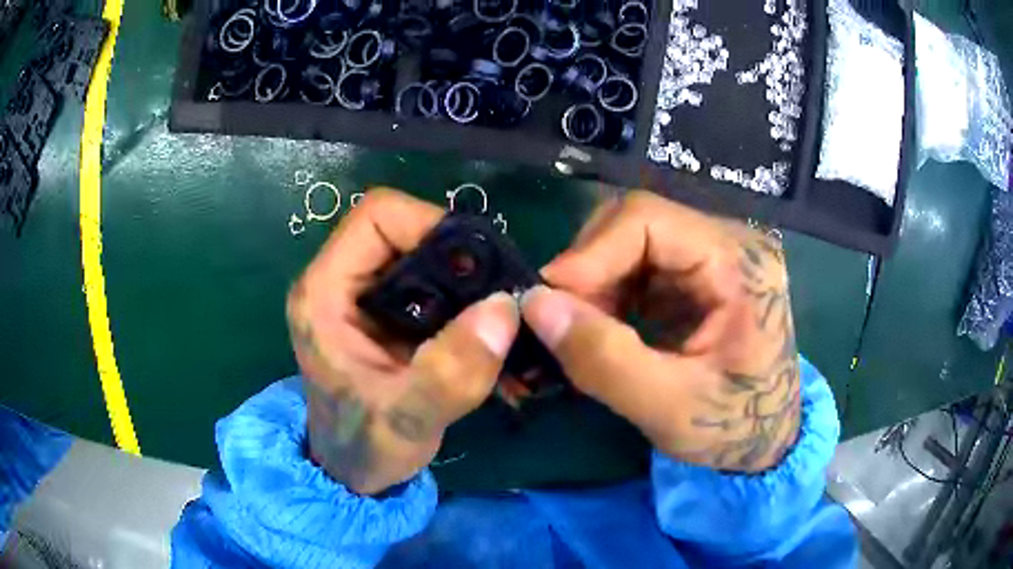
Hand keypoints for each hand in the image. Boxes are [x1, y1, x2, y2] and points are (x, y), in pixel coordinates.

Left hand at [286, 189, 519, 494]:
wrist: (355, 473)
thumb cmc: (365, 448)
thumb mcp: (406, 419)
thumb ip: (450, 373)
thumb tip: (504, 308)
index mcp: (324, 292)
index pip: (378, 217)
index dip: (431, 226)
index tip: (477, 270)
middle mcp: (339, 282)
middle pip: (405, 230)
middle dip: (458, 258)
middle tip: (499, 298)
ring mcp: (363, 297)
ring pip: (423, 256)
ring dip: (466, 282)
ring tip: (500, 318)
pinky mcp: (386, 314)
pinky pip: (431, 285)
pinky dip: (464, 302)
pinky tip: (488, 334)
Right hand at [521, 191, 800, 472]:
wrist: (767, 437)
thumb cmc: (733, 427)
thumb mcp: (669, 408)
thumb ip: (604, 359)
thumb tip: (536, 305)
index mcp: (739, 264)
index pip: (647, 219)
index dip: (590, 253)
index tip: (549, 302)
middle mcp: (729, 242)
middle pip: (636, 221)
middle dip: (590, 268)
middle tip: (566, 322)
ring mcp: (715, 254)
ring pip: (631, 239)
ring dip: (596, 281)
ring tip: (587, 330)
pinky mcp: (700, 272)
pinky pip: (639, 262)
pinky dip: (611, 290)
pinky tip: (609, 327)